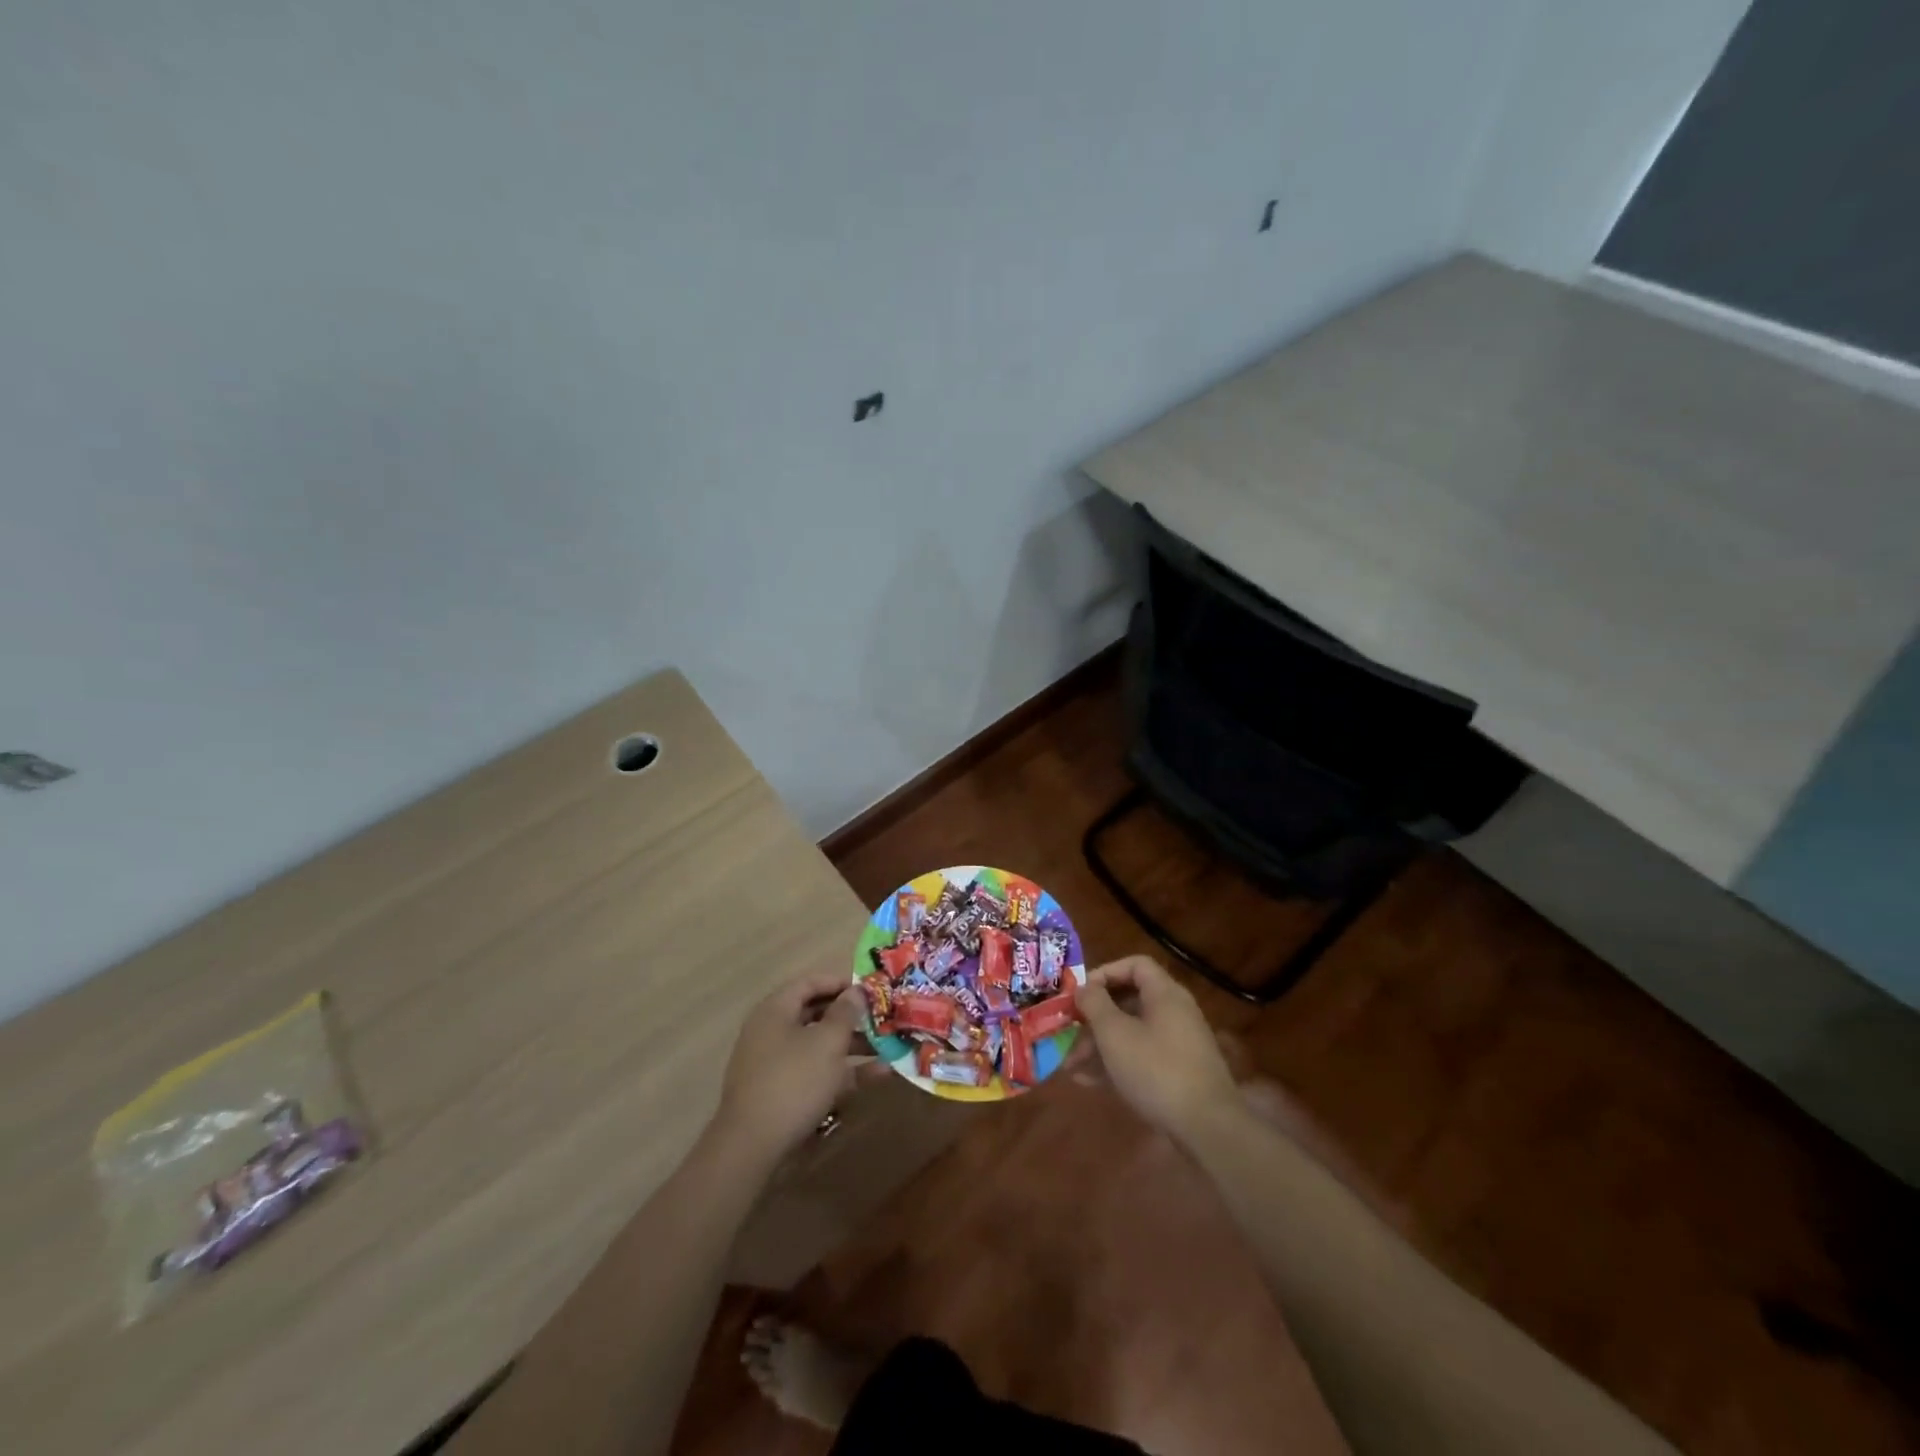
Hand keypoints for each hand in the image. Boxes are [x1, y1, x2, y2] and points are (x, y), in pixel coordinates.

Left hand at [712, 974, 866, 1162]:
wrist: (753, 1147)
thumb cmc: (793, 1081)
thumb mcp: (827, 1042)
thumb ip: (845, 1013)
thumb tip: (856, 992)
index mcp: (776, 1011)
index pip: (810, 983)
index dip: (841, 982)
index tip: (871, 989)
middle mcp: (772, 1032)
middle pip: (816, 1014)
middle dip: (851, 1016)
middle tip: (882, 1017)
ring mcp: (776, 1065)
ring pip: (819, 1046)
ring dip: (853, 1045)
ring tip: (888, 1047)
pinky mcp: (783, 1095)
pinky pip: (817, 1073)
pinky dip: (844, 1072)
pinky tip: (878, 1075)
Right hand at [1076, 955, 1242, 1142]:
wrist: (1207, 1128)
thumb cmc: (1156, 1070)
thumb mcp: (1115, 1034)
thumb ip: (1094, 1004)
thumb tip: (1083, 988)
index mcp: (1165, 994)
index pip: (1135, 965)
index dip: (1105, 973)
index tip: (1081, 993)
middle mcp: (1174, 1013)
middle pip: (1129, 1001)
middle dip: (1094, 1017)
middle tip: (1069, 1031)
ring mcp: (1178, 1045)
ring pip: (1132, 1033)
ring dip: (1099, 1045)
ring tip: (1070, 1065)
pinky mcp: (1178, 1073)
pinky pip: (1141, 1057)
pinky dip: (1116, 1063)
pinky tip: (1088, 1082)